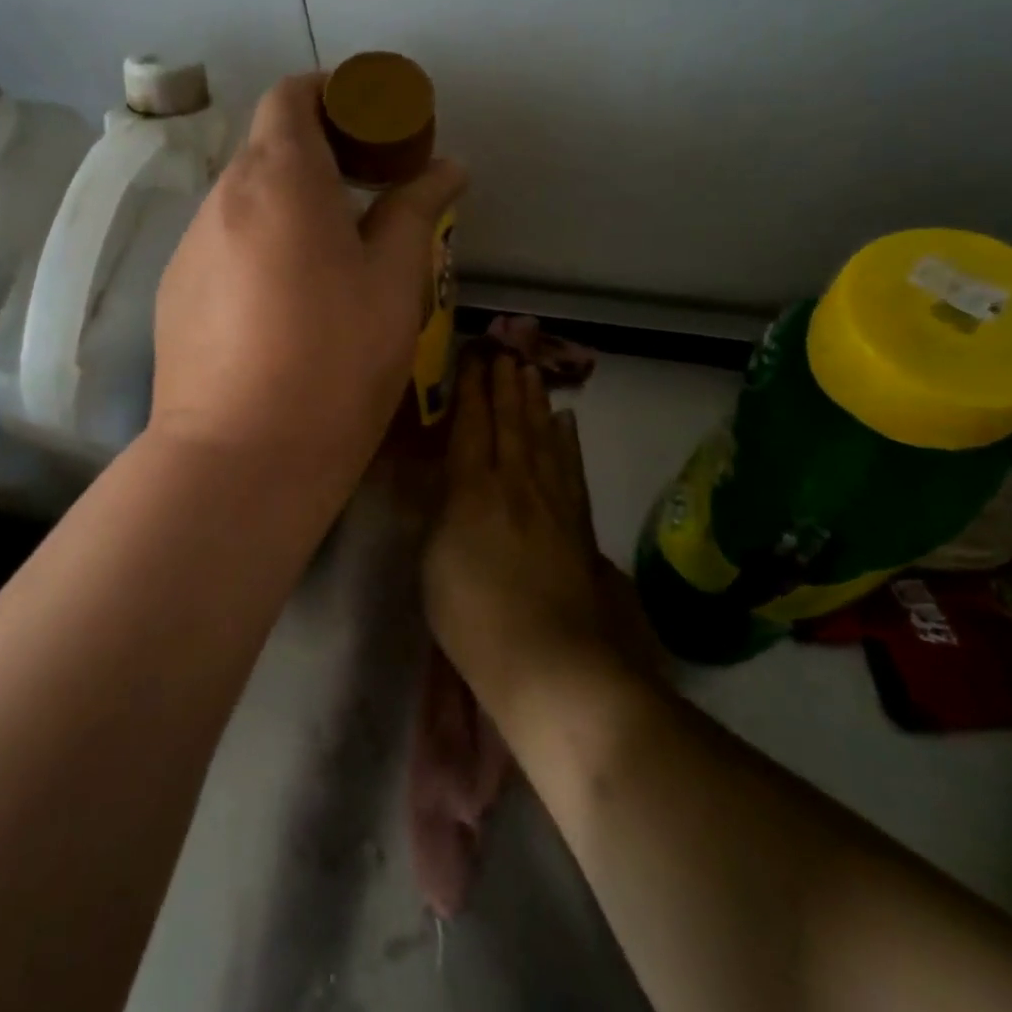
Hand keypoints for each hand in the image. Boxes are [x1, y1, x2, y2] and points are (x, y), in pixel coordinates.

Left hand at [150, 72, 465, 503]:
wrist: (239, 458)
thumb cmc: (333, 360)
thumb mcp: (394, 282)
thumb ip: (416, 211)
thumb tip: (446, 169)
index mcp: (279, 179)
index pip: (291, 96)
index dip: (332, 94)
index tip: (372, 123)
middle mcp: (222, 199)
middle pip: (267, 147)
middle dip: (319, 152)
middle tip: (369, 191)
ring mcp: (189, 249)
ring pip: (244, 201)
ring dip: (288, 204)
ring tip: (332, 254)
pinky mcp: (175, 294)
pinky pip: (223, 246)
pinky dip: (258, 245)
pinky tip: (285, 302)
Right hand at [424, 353, 659, 713]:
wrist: (552, 663)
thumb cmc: (474, 616)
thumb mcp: (432, 562)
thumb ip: (438, 513)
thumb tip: (446, 481)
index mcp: (473, 488)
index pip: (470, 425)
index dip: (469, 389)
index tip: (470, 357)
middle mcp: (515, 482)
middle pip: (510, 421)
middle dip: (504, 382)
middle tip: (503, 349)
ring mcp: (552, 501)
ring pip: (542, 436)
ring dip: (535, 401)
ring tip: (530, 371)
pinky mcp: (578, 523)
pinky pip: (571, 467)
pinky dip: (567, 440)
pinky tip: (567, 422)